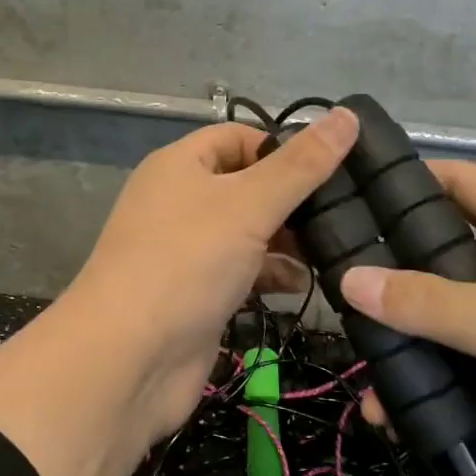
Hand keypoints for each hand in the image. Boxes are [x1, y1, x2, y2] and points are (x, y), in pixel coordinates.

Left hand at [61, 107, 358, 444]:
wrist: (127, 360)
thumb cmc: (186, 262)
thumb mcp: (248, 204)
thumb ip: (301, 165)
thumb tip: (347, 115)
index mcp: (180, 165)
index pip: (238, 137)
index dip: (282, 146)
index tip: (332, 166)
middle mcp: (180, 201)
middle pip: (246, 185)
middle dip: (292, 198)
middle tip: (346, 211)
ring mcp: (187, 250)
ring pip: (248, 231)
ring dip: (288, 239)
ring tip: (334, 248)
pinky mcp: (197, 293)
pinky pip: (242, 271)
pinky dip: (272, 274)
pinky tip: (304, 284)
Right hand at [339, 161, 475, 475]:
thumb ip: (426, 303)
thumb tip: (348, 279)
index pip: (458, 181)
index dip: (406, 179)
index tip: (351, 197)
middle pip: (451, 257)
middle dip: (399, 281)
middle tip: (343, 302)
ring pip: (466, 321)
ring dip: (424, 348)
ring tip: (374, 385)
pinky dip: (457, 386)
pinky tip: (419, 419)